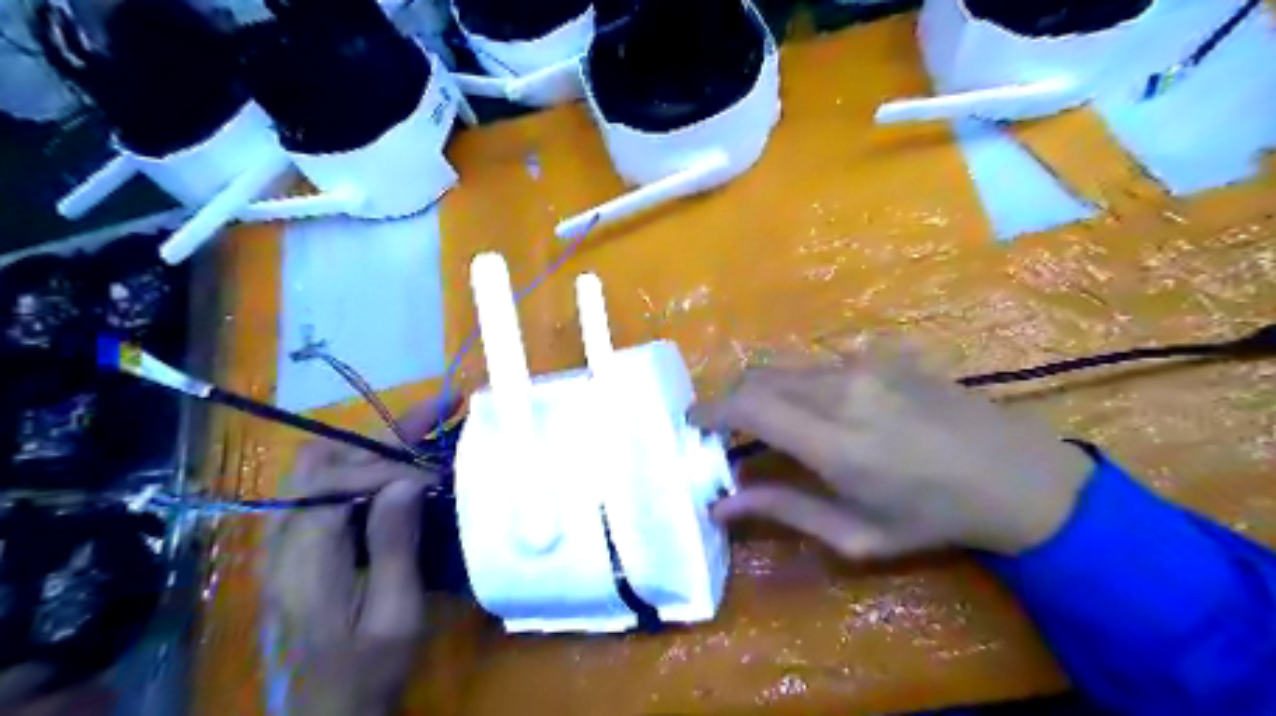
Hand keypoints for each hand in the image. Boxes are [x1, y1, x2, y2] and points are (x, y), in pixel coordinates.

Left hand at [266, 400, 452, 715]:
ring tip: (428, 425)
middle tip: (439, 410)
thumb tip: (406, 479)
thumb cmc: (368, 667)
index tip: (434, 469)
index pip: (332, 482)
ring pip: (323, 465)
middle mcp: (284, 539)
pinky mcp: (303, 543)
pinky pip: (330, 485)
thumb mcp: (394, 615)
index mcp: (303, 560)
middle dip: (383, 431)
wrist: (332, 707)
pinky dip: (370, 464)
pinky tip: (404, 462)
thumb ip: (394, 546)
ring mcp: (289, 539)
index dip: (385, 465)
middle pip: (321, 460)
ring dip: (376, 442)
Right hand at [693, 351, 1090, 555]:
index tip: (692, 424)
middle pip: (759, 377)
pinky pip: (820, 364)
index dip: (711, 411)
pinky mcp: (883, 356)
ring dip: (763, 390)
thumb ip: (783, 510)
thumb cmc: (933, 518)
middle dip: (730, 400)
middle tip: (724, 429)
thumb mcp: (856, 533)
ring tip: (765, 421)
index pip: (748, 406)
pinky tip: (817, 409)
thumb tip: (720, 504)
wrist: (1016, 476)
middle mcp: (842, 390)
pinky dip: (798, 383)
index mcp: (833, 440)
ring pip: (787, 367)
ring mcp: (865, 366)